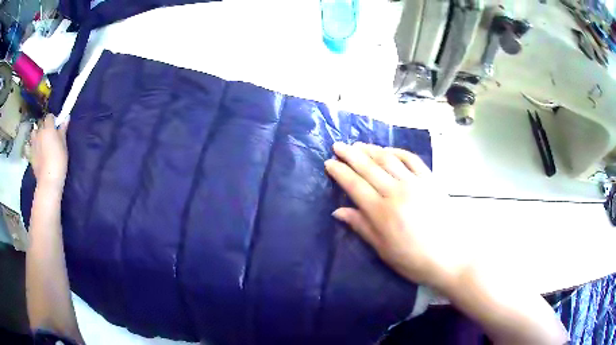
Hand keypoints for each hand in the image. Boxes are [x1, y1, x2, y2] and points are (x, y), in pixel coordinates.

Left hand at [31, 114, 68, 190]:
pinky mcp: (30, 154)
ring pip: (34, 132)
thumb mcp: (63, 145)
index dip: (52, 120)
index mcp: (48, 128)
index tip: (56, 127)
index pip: (49, 116)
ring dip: (36, 134)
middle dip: (44, 127)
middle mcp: (39, 132)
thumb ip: (63, 130)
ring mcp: (33, 143)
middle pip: (41, 124)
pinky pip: (28, 145)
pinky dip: (30, 145)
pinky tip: (33, 149)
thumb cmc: (58, 161)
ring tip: (40, 140)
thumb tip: (66, 117)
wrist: (48, 180)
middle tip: (49, 135)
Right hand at [325, 142, 469, 287]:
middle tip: (338, 145)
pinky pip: (412, 160)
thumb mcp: (383, 250)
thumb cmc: (414, 260)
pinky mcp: (431, 181)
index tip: (329, 163)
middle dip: (350, 155)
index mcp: (382, 213)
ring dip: (371, 150)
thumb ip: (361, 226)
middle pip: (369, 168)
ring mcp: (416, 184)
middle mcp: (397, 192)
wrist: (451, 257)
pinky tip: (388, 150)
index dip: (340, 172)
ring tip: (358, 145)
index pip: (355, 185)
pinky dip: (398, 152)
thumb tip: (338, 211)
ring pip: (388, 160)